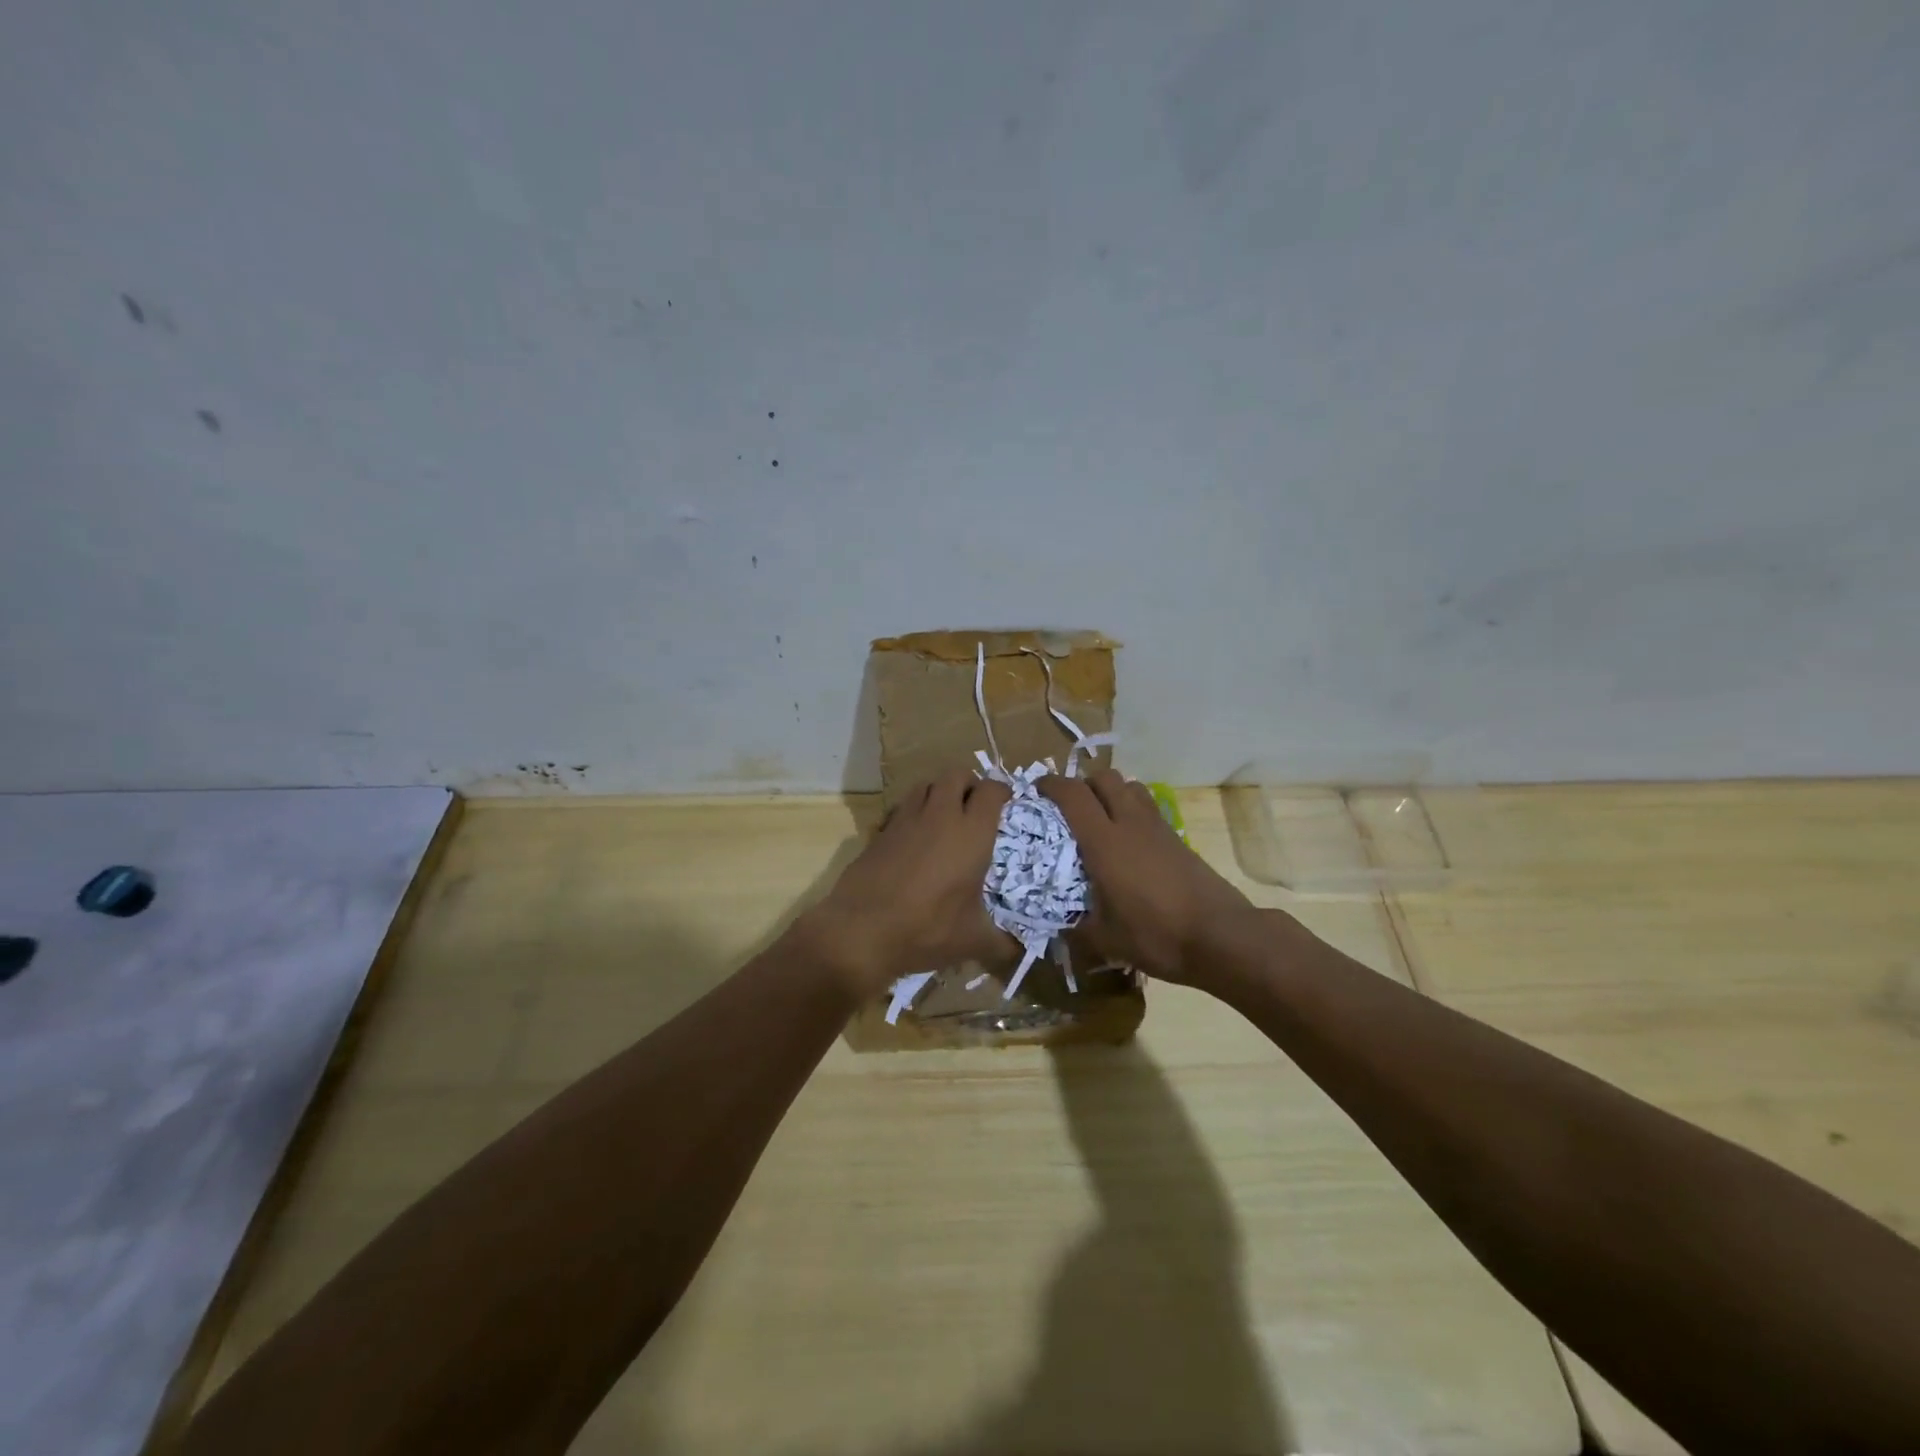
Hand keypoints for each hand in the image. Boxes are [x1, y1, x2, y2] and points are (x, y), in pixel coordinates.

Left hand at [801, 771, 1014, 996]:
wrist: (862, 930)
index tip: (1005, 801)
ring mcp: (905, 819)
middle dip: (968, 783)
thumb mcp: (972, 941)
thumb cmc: (928, 929)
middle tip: (974, 805)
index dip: (1001, 790)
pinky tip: (914, 838)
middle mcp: (940, 816)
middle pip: (956, 775)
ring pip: (926, 785)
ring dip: (939, 792)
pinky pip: (901, 807)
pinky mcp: (880, 831)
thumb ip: (1001, 943)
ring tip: (945, 816)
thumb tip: (1017, 951)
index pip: (991, 790)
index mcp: (972, 833)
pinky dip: (912, 812)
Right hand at [1038, 770, 1257, 988]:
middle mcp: (1130, 823)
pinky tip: (1128, 841)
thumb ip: (1077, 930)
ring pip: (1130, 786)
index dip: (1051, 785)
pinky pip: (1148, 807)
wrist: (1220, 936)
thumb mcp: (1106, 941)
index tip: (1036, 790)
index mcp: (1104, 842)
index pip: (1073, 795)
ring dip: (1110, 792)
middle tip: (1068, 806)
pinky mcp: (1177, 837)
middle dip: (1082, 783)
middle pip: (1104, 778)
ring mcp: (1158, 827)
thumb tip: (1059, 929)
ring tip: (1099, 817)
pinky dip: (1131, 809)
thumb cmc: (1156, 935)